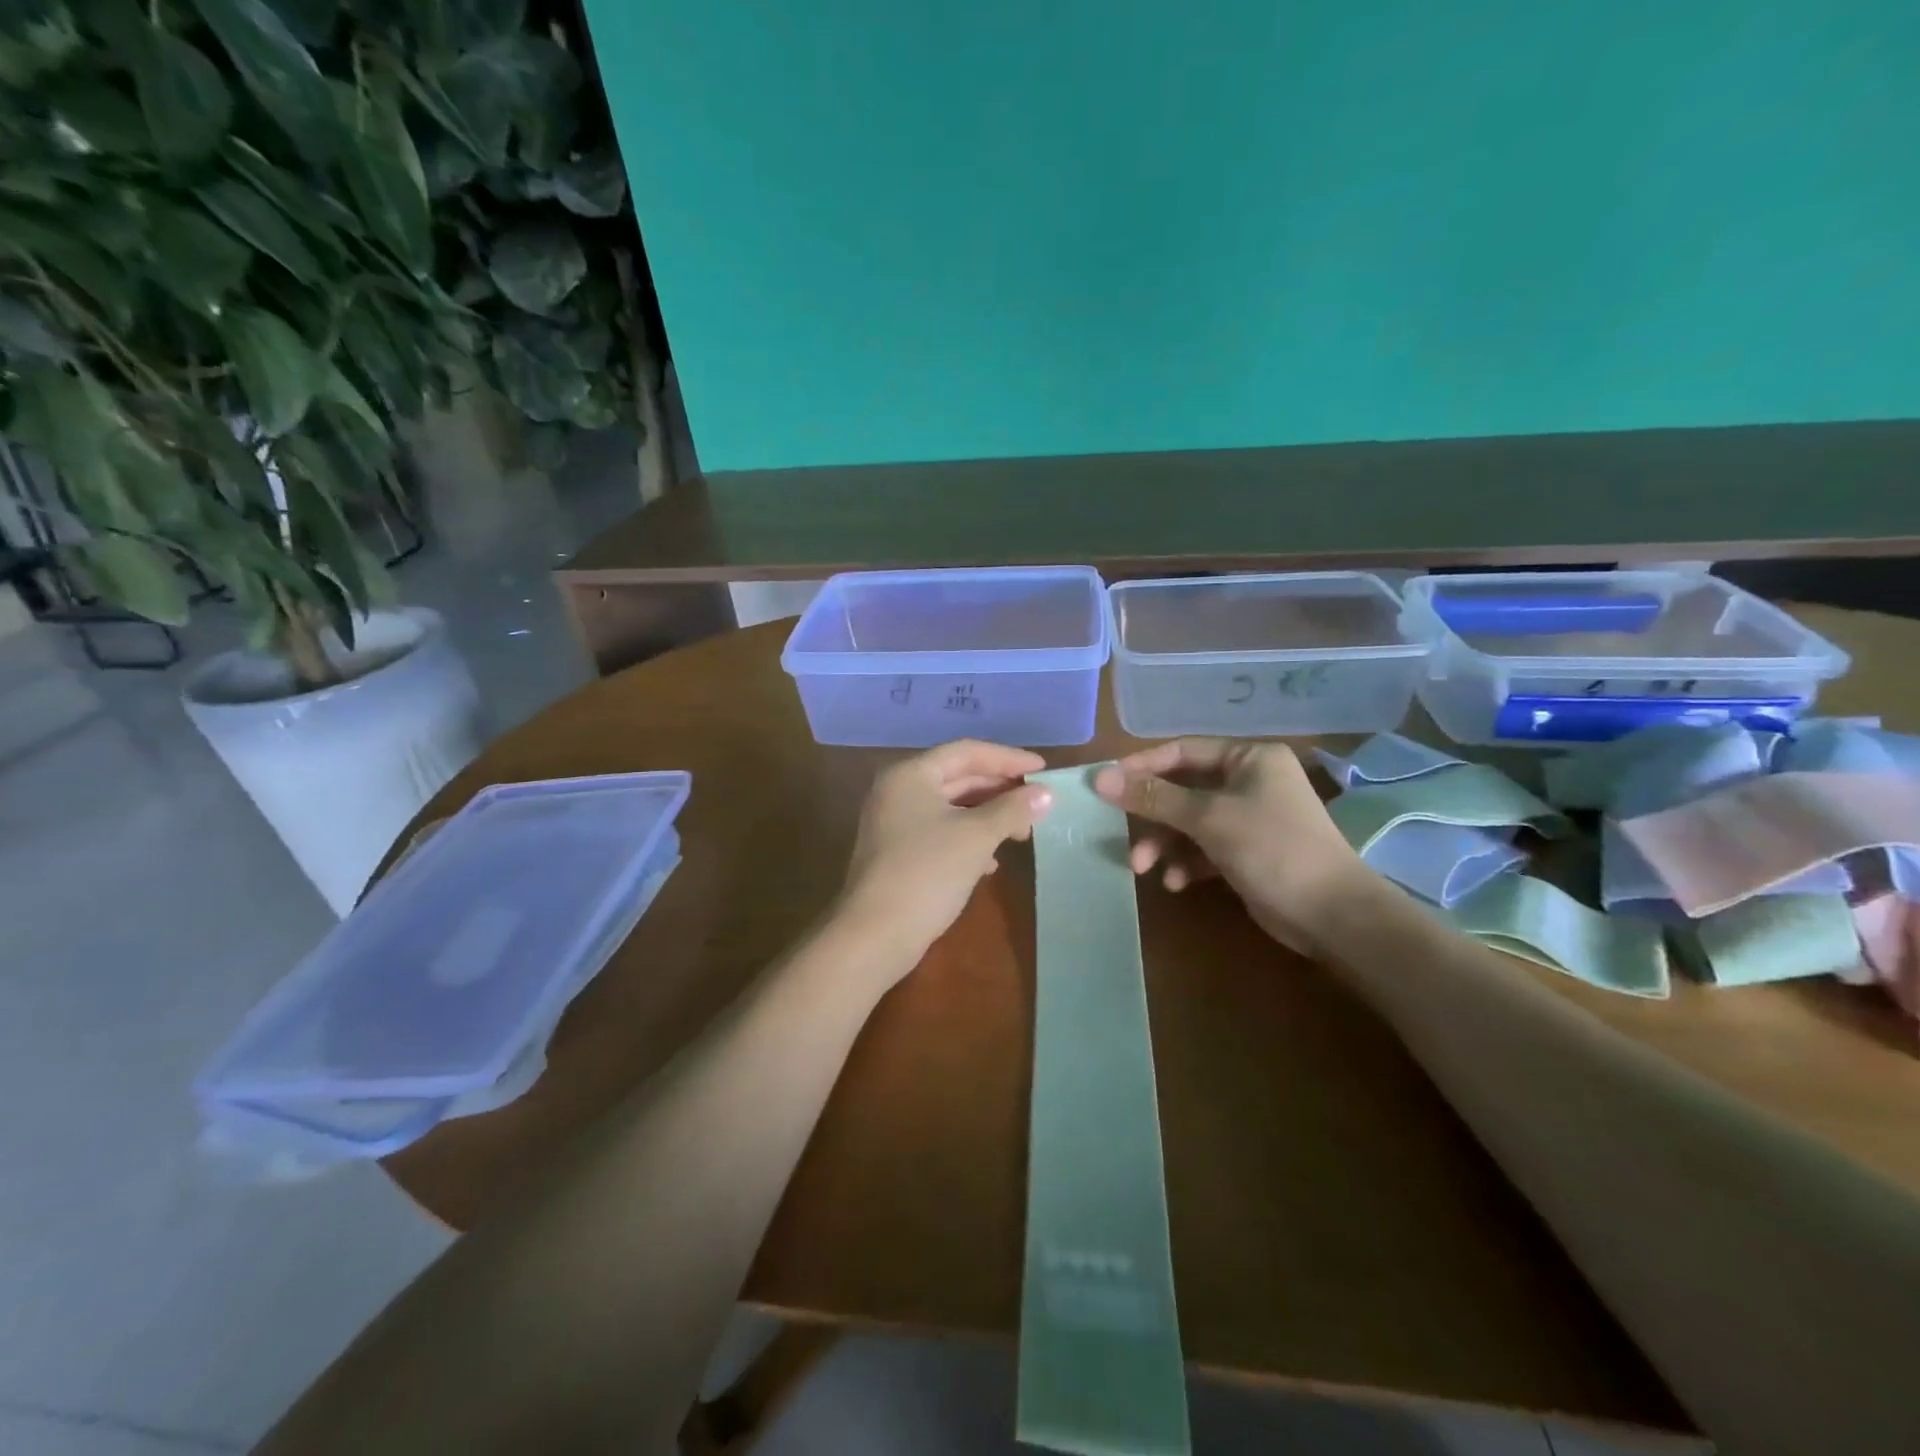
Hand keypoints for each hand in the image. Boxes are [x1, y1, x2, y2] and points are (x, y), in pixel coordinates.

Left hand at [837, 740, 1054, 980]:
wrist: (875, 934)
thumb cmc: (927, 872)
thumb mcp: (976, 837)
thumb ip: (1012, 810)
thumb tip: (1046, 794)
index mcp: (911, 774)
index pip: (966, 752)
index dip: (1008, 758)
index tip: (1043, 770)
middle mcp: (898, 791)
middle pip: (958, 777)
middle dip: (999, 789)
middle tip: (1037, 802)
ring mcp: (894, 823)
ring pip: (951, 808)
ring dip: (988, 817)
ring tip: (1021, 834)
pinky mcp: (898, 853)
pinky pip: (941, 833)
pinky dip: (969, 840)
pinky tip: (991, 863)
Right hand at [1093, 738, 1376, 953]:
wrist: (1332, 915)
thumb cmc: (1272, 849)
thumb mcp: (1209, 818)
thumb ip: (1154, 797)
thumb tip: (1101, 777)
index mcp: (1249, 759)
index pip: (1183, 751)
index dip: (1142, 766)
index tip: (1106, 784)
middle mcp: (1249, 781)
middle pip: (1183, 789)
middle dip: (1152, 815)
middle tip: (1121, 833)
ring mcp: (1249, 818)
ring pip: (1189, 822)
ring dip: (1164, 843)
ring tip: (1144, 868)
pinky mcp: (1247, 852)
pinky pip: (1204, 848)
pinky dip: (1186, 862)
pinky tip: (1175, 883)